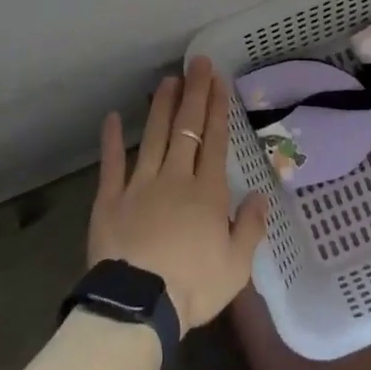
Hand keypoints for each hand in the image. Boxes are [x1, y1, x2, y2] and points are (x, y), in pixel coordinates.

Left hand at [89, 58, 268, 333]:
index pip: (215, 141)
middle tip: (198, 64)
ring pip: (153, 137)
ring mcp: (140, 185)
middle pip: (186, 129)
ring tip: (168, 80)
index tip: (219, 81)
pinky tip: (112, 117)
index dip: (218, 109)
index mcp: (207, 193)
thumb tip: (260, 195)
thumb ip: (250, 227)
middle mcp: (175, 178)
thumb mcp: (236, 266)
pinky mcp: (110, 199)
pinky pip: (111, 164)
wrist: (137, 305)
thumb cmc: (193, 287)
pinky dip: (111, 140)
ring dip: (161, 106)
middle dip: (195, 94)